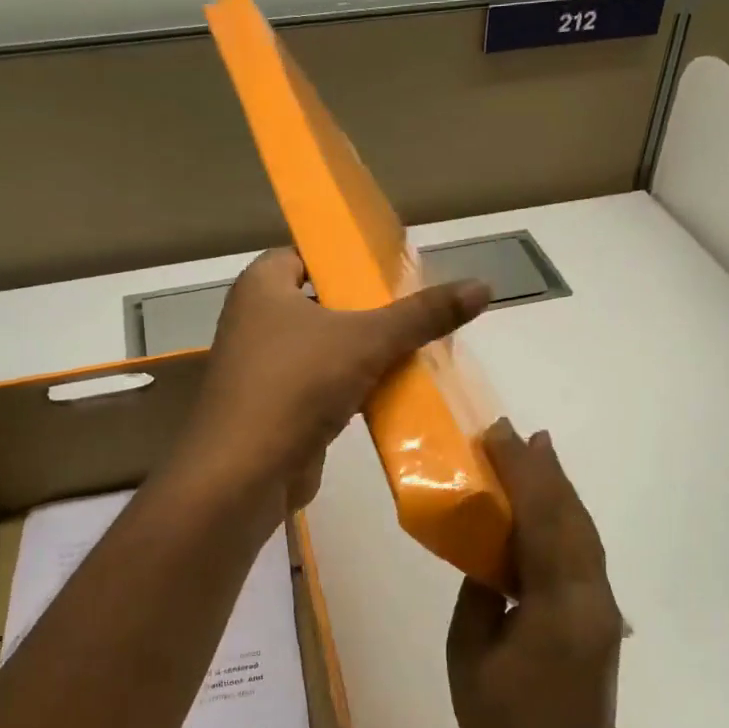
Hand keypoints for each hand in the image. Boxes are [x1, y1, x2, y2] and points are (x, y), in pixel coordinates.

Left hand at [188, 249, 490, 510]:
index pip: (307, 254)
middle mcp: (255, 320)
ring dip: (364, 351)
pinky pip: (321, 385)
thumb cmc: (297, 385)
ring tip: (415, 348)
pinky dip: (352, 386)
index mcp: (262, 286)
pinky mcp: (275, 407)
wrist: (246, 473)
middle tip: (415, 310)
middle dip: (366, 309)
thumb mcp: (368, 340)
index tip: (391, 270)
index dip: (347, 258)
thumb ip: (422, 314)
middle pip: (322, 301)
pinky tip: (392, 392)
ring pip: (324, 347)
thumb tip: (483, 286)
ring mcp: (263, 367)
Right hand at [448, 420, 626, 727]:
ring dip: (558, 490)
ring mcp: (601, 606)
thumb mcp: (470, 656)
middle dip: (545, 470)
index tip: (498, 436)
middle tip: (516, 434)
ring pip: (582, 531)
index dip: (522, 472)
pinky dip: (563, 520)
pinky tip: (545, 511)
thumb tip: (488, 558)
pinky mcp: (599, 617)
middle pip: (571, 516)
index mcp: (557, 603)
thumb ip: (480, 595)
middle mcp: (590, 595)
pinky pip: (581, 552)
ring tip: (533, 455)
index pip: (542, 519)